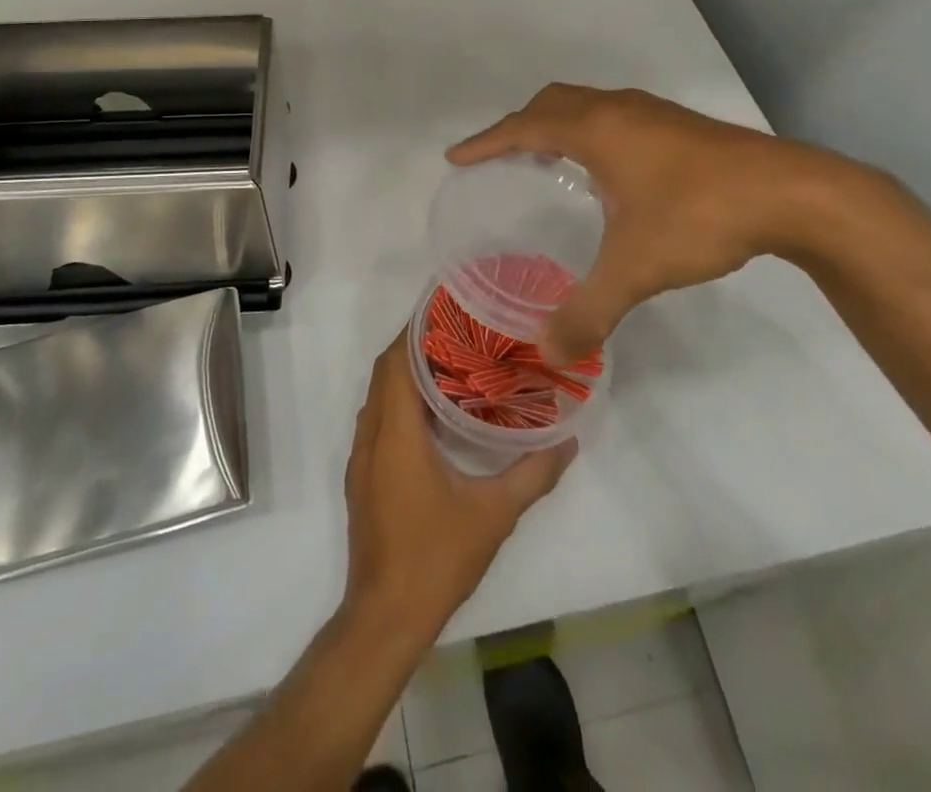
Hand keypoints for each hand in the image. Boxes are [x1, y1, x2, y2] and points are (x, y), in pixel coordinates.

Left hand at [342, 332, 575, 642]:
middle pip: (385, 372)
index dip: (416, 330)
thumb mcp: (494, 515)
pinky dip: (399, 402)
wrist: (385, 617)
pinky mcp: (363, 477)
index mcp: (396, 432)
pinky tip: (434, 415)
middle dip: (414, 345)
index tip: (448, 311)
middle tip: (459, 333)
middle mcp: (372, 435)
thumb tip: (568, 441)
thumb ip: (533, 474)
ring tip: (451, 364)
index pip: (397, 361)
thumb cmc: (436, 557)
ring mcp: (362, 457)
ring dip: (405, 374)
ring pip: (379, 396)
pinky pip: (378, 420)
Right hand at [448, 84, 865, 363]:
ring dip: (556, 123)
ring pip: (586, 104)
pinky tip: (605, 170)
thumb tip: (549, 353)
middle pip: (552, 102)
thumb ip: (588, 311)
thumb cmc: (699, 216)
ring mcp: (652, 112)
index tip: (456, 157)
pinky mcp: (679, 125)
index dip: (486, 141)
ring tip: (544, 160)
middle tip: (499, 157)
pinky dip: (588, 130)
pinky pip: (613, 115)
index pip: (523, 127)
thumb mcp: (636, 269)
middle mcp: (618, 109)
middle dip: (518, 125)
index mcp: (596, 129)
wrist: (791, 194)